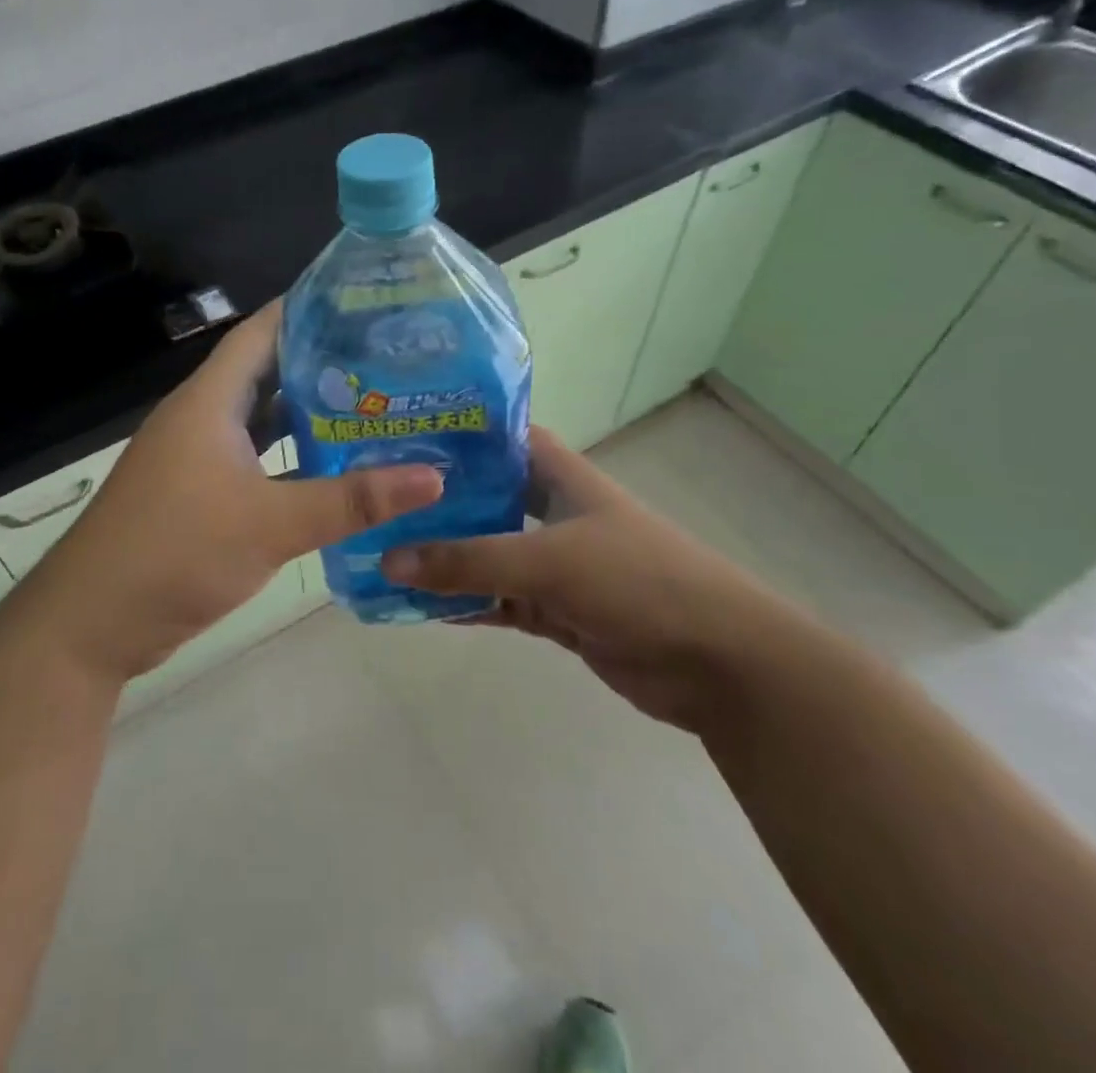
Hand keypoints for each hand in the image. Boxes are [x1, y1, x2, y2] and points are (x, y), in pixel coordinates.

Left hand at [20, 302, 444, 684]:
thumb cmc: (176, 552)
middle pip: (268, 374)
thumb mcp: (271, 523)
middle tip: (390, 362)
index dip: (308, 309)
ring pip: (263, 423)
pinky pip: (257, 462)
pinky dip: (293, 461)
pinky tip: (337, 472)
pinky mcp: (199, 496)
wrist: (91, 624)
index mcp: (209, 401)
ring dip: (310, 417)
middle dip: (324, 365)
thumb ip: (351, 500)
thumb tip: (433, 477)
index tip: (367, 304)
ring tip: (376, 410)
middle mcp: (202, 418)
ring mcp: (198, 459)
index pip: (262, 332)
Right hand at [381, 428, 811, 729]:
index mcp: (561, 477)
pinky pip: (499, 600)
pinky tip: (421, 606)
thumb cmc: (637, 580)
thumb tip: (389, 559)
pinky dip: (466, 603)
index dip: (457, 432)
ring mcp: (556, 564)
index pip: (501, 437)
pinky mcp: (558, 610)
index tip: (401, 435)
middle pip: (487, 496)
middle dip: (438, 501)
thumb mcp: (547, 561)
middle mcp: (555, 512)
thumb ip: (469, 560)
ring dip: (446, 559)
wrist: (718, 662)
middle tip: (378, 500)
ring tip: (384, 554)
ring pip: (488, 554)